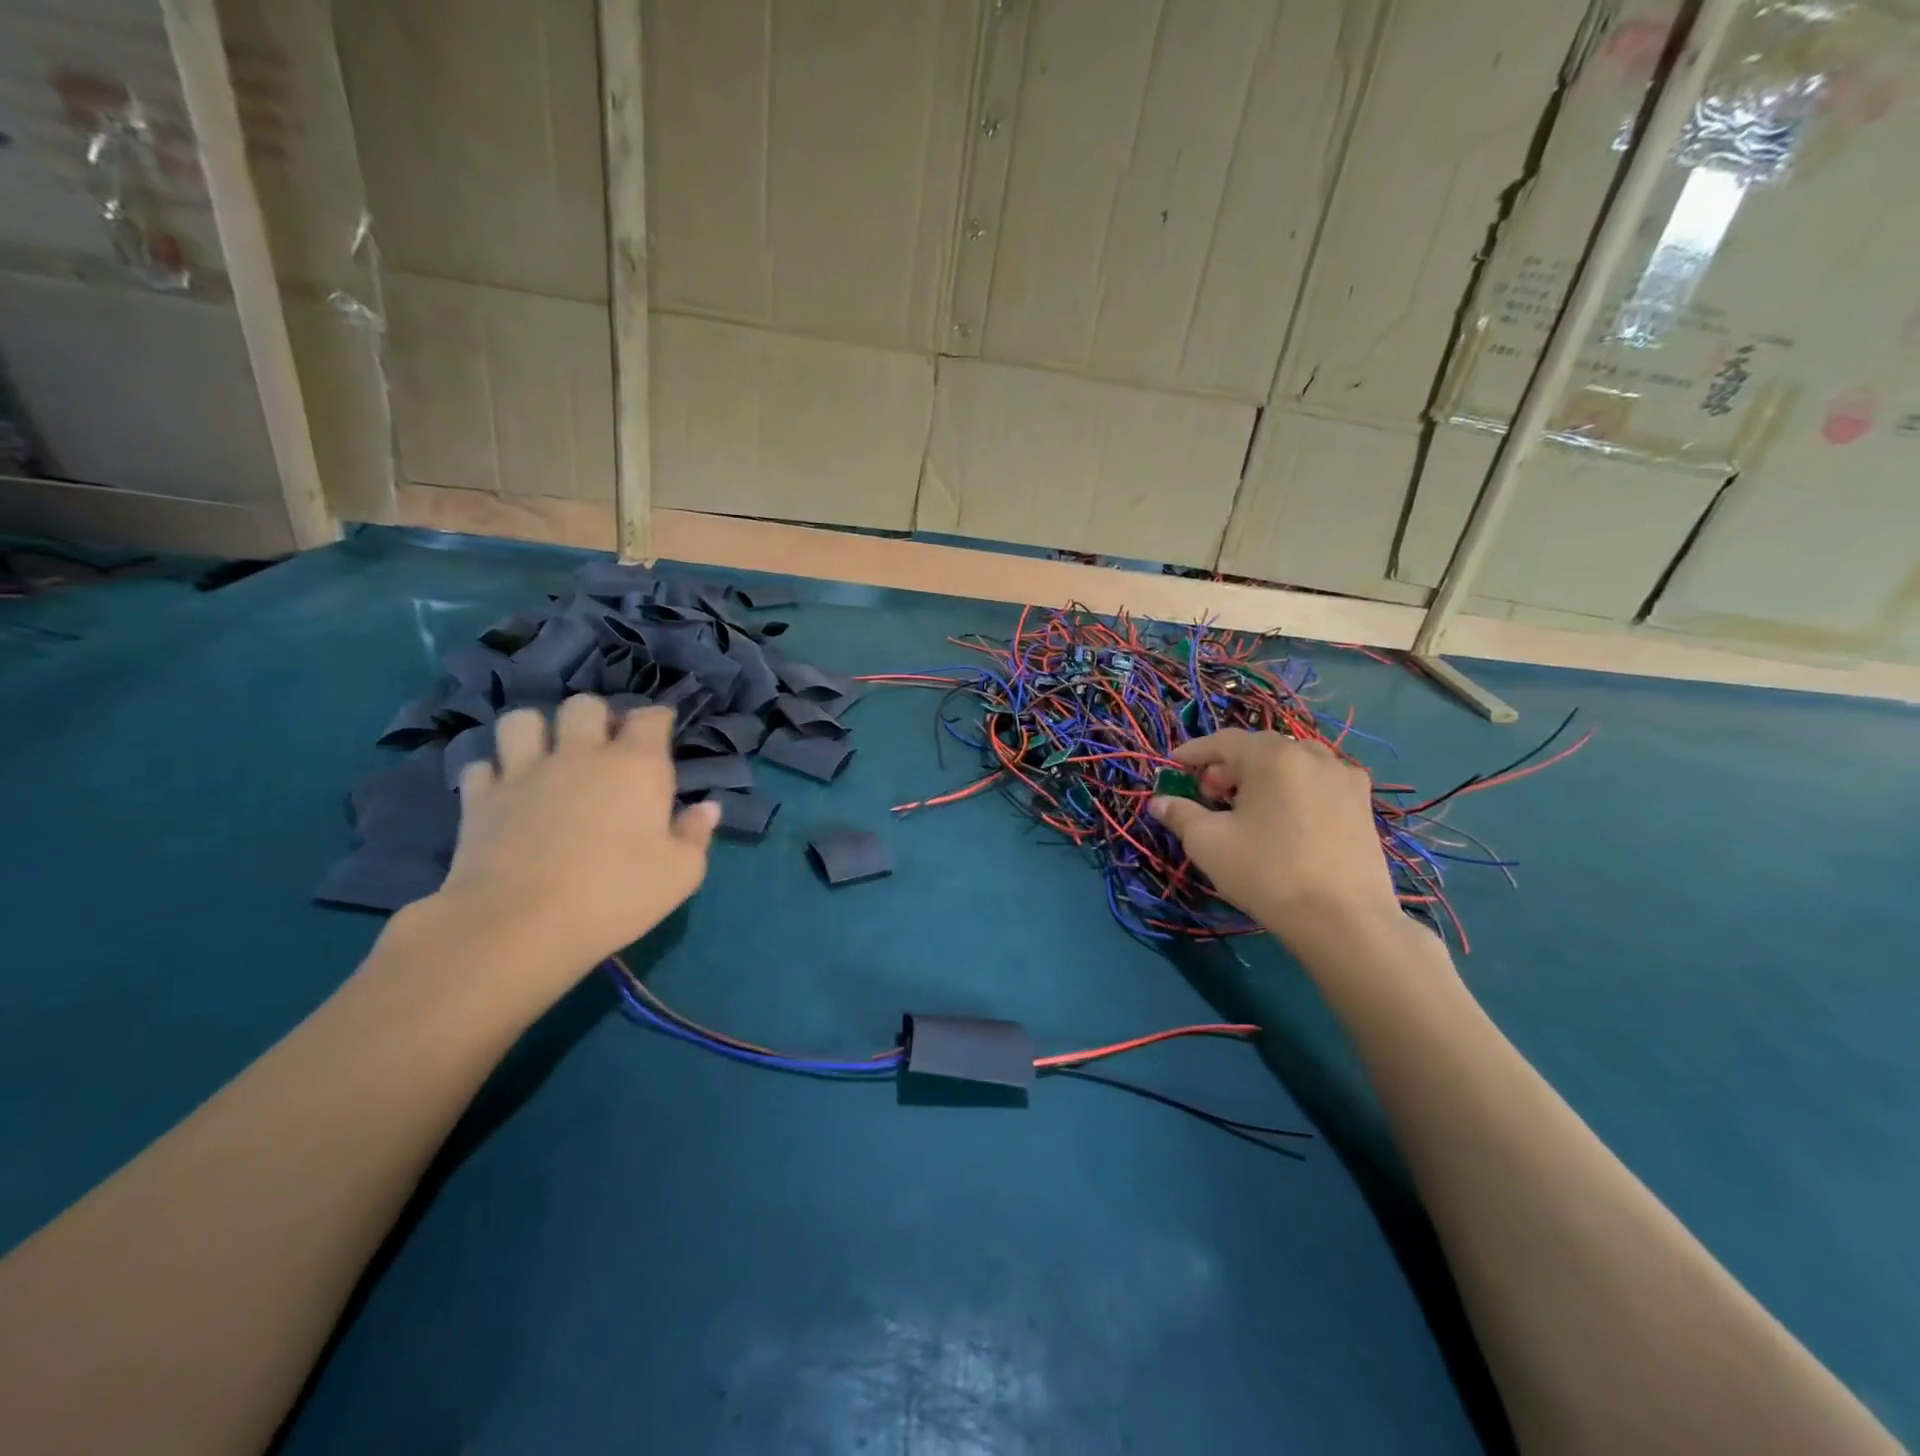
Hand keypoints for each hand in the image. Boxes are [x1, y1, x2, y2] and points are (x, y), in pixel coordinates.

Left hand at [433, 698, 719, 982]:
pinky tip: (506, 791)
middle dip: (597, 717)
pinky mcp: (480, 799)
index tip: (662, 731)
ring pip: (523, 720)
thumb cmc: (616, 895)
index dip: (658, 719)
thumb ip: (696, 834)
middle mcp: (580, 755)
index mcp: (636, 766)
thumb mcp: (681, 873)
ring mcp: (524, 772)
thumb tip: (707, 808)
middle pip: (584, 705)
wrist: (520, 925)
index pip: (650, 718)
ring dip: (538, 731)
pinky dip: (495, 773)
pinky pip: (482, 765)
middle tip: (604, 745)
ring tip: (547, 755)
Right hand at [1149, 730, 1403, 951]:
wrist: (1343, 920)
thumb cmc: (1267, 872)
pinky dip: (1294, 789)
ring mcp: (1344, 777)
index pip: (1224, 740)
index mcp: (1272, 755)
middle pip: (1260, 749)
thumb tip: (1159, 802)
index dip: (1194, 752)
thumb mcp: (1208, 843)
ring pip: (1292, 764)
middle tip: (1208, 794)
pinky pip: (1318, 782)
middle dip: (1228, 766)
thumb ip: (1180, 814)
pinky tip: (1285, 819)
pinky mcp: (1363, 804)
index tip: (1173, 766)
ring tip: (1247, 807)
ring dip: (1263, 776)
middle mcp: (1312, 754)